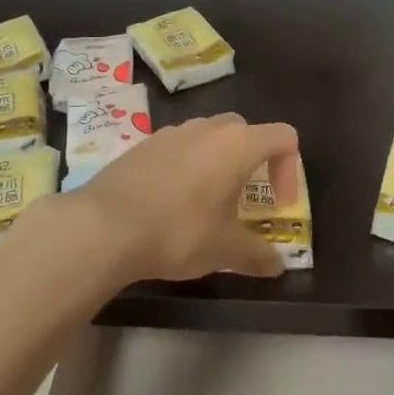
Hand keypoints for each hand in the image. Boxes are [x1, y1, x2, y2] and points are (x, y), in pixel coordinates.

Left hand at [65, 113, 300, 283]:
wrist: (104, 226)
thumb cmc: (178, 231)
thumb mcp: (224, 251)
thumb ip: (257, 255)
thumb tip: (277, 266)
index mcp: (237, 145)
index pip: (283, 137)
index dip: (289, 169)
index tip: (277, 204)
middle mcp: (207, 128)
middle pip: (245, 130)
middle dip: (253, 161)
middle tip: (244, 199)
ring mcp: (172, 132)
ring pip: (208, 135)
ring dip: (217, 161)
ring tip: (206, 201)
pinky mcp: (143, 144)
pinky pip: (178, 146)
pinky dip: (186, 165)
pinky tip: (171, 201)